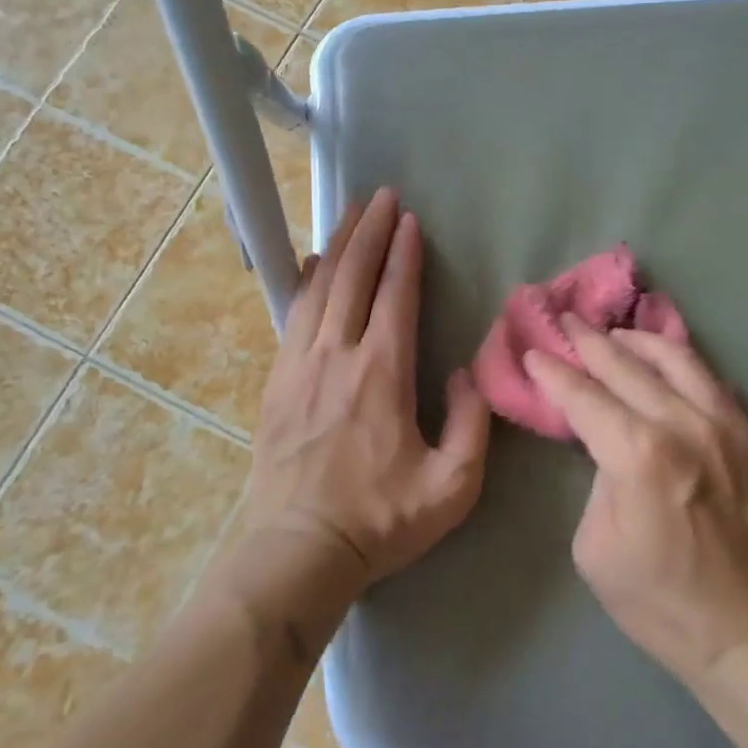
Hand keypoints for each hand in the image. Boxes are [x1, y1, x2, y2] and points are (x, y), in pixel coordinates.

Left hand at [245, 188, 490, 587]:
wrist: (298, 551)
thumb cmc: (381, 519)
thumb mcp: (452, 484)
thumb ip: (471, 423)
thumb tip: (462, 372)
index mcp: (382, 373)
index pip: (394, 295)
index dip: (404, 253)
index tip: (410, 219)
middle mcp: (338, 355)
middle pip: (352, 276)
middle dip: (368, 231)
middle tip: (380, 195)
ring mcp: (300, 365)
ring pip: (318, 288)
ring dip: (337, 246)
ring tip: (350, 214)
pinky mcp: (276, 381)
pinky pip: (292, 314)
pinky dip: (304, 280)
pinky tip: (310, 264)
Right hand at [527, 320, 747, 688]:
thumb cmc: (662, 602)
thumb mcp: (597, 548)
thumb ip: (599, 481)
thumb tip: (611, 449)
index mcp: (640, 453)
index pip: (585, 397)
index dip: (555, 372)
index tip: (535, 351)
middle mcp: (687, 425)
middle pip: (629, 365)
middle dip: (591, 341)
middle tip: (569, 321)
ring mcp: (730, 428)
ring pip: (681, 360)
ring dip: (642, 341)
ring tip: (619, 334)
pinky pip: (717, 388)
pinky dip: (687, 370)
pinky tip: (673, 369)